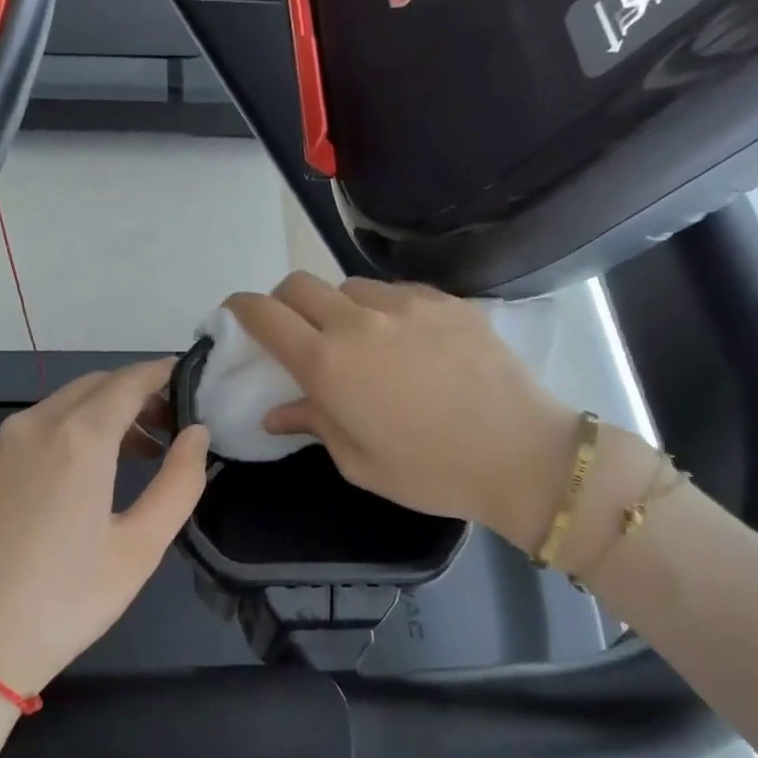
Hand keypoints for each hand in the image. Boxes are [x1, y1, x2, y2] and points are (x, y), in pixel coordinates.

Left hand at [0, 360, 208, 698]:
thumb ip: (178, 482)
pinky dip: (71, 431)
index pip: (129, 380)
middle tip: (170, 429)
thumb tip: (197, 434)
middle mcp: (34, 425)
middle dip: (137, 394)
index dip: (163, 374)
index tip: (192, 381)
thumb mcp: (139, 548)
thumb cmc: (65, 602)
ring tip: (137, 454)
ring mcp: (0, 446)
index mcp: (77, 438)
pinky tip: (86, 474)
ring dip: (104, 414)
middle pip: (95, 386)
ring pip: (63, 405)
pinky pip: (36, 429)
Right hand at [225, 273, 580, 550]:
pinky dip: (382, 308)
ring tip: (358, 339)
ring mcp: (406, 305)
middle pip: (300, 285)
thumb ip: (313, 423)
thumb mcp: (358, 461)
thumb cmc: (430, 472)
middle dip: (284, 302)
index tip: (236, 313)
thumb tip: (275, 413)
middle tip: (293, 331)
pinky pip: (396, 291)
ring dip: (338, 307)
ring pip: (349, 285)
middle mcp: (359, 322)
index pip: (266, 316)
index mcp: (329, 365)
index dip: (241, 308)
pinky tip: (404, 339)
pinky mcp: (446, 301)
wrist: (522, 455)